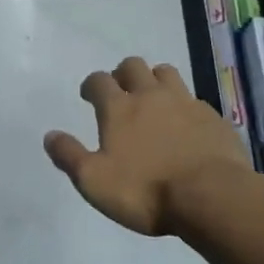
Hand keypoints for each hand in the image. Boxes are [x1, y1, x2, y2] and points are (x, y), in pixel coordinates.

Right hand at [43, 58, 253, 235]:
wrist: (213, 197)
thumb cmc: (146, 191)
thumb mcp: (94, 181)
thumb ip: (69, 156)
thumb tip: (50, 135)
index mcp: (118, 108)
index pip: (98, 80)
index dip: (91, 85)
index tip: (89, 96)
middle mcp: (150, 95)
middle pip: (133, 66)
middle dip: (123, 74)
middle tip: (120, 93)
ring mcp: (185, 103)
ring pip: (166, 73)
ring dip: (155, 80)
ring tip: (153, 99)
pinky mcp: (213, 118)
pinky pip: (193, 99)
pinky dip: (184, 105)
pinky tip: (185, 124)